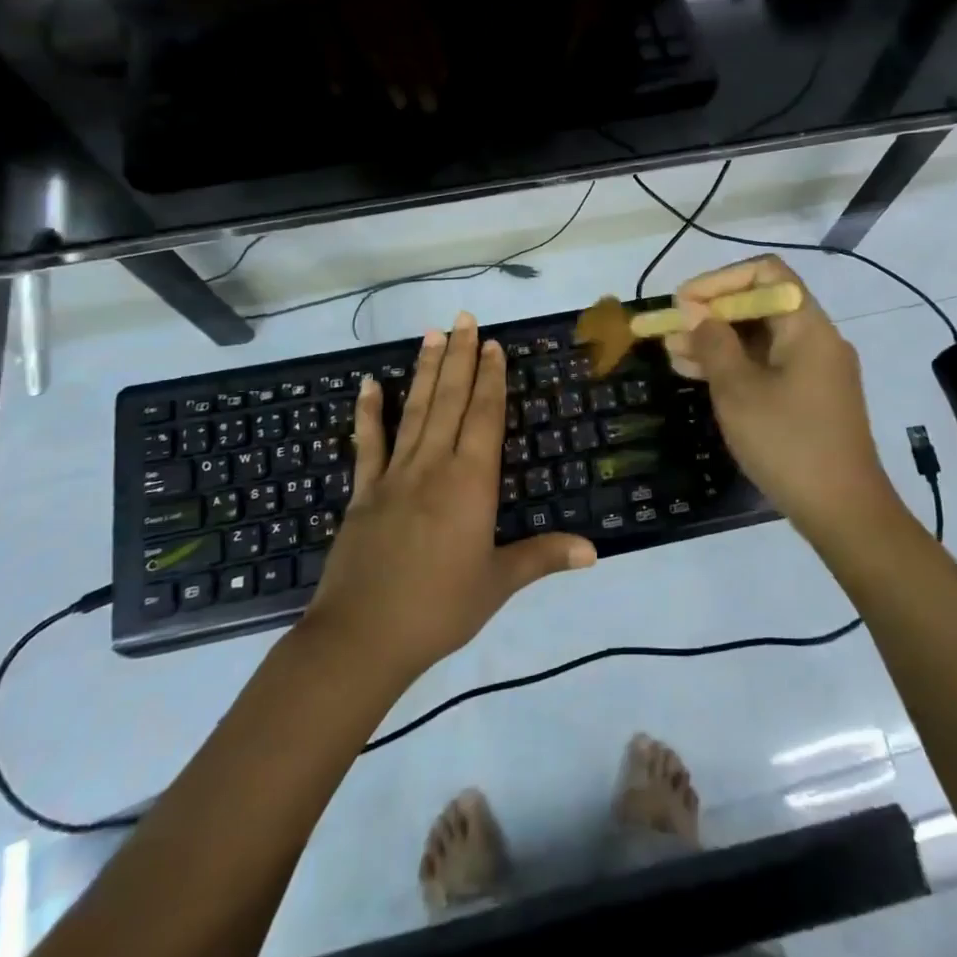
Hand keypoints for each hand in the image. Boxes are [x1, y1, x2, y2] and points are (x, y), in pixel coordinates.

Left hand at [304, 314, 596, 680]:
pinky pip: (367, 444)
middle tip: (465, 318)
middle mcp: (434, 466)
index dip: (490, 378)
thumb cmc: (439, 608)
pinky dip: (368, 412)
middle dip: (460, 357)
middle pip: (450, 401)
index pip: (484, 416)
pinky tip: (369, 383)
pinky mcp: (363, 492)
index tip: (492, 344)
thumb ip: (543, 557)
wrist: (362, 638)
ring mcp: (394, 475)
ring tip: (432, 334)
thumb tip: (594, 550)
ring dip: (425, 371)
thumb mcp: (498, 584)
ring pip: (414, 411)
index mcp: (470, 483)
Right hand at [661, 257, 900, 541]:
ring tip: (672, 354)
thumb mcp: (738, 390)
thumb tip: (697, 314)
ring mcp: (815, 370)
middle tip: (669, 331)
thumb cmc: (788, 443)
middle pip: (760, 305)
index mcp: (807, 326)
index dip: (719, 281)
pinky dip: (735, 366)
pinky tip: (698, 376)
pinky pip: (767, 366)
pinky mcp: (810, 398)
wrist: (844, 512)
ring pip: (760, 339)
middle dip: (712, 314)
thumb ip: (713, 344)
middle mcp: (816, 339)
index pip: (765, 273)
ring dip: (717, 342)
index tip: (684, 303)